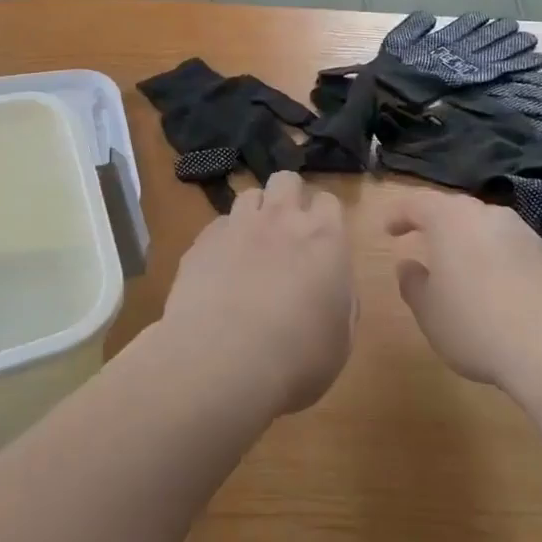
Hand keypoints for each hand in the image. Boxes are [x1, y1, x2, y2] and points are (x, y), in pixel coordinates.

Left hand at [160, 172, 356, 416]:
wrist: (221, 361)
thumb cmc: (296, 358)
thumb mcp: (339, 339)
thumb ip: (341, 300)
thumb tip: (331, 286)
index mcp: (324, 238)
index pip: (328, 200)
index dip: (324, 217)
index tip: (321, 240)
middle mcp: (281, 220)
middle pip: (286, 180)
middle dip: (288, 197)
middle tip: (287, 232)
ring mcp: (237, 226)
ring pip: (249, 195)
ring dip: (255, 214)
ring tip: (252, 246)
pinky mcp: (201, 241)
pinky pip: (218, 225)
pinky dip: (224, 239)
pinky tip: (221, 268)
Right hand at [384, 189, 541, 387]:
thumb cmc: (475, 325)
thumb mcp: (429, 312)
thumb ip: (413, 284)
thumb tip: (409, 266)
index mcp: (450, 220)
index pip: (417, 204)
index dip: (399, 214)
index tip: (388, 230)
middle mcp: (488, 215)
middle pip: (455, 209)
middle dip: (436, 222)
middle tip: (423, 240)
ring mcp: (524, 233)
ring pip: (487, 226)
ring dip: (470, 239)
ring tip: (461, 264)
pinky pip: (512, 247)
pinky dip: (497, 257)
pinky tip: (497, 284)